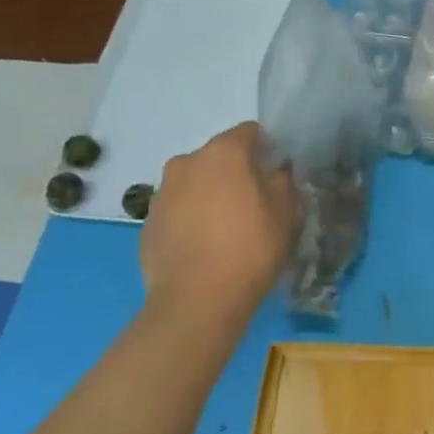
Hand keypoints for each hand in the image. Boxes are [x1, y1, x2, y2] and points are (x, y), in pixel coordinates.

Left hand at [140, 122, 298, 331]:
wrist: (196, 301)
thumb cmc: (250, 247)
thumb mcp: (285, 212)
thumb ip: (283, 181)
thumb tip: (277, 170)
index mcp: (223, 153)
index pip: (249, 132)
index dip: (266, 148)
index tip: (277, 171)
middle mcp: (186, 163)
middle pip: (218, 157)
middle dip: (235, 172)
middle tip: (254, 201)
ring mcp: (162, 194)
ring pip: (194, 183)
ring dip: (210, 195)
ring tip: (227, 228)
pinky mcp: (147, 224)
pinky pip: (177, 211)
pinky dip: (191, 219)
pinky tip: (205, 247)